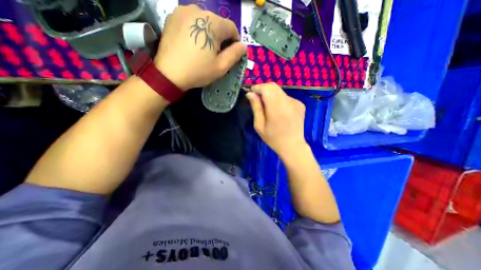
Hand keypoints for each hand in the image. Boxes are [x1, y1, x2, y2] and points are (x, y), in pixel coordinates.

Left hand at [154, 4, 245, 90]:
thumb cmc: (198, 71)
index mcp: (213, 23)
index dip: (235, 41)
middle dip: (221, 38)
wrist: (169, 73)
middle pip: (218, 23)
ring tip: (203, 49)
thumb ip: (235, 54)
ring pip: (205, 21)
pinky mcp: (173, 16)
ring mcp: (183, 11)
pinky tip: (192, 44)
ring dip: (209, 34)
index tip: (231, 54)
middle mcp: (199, 10)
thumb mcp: (221, 67)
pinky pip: (192, 21)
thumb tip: (244, 46)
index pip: (232, 28)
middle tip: (216, 54)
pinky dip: (197, 30)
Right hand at [246, 83, 305, 157]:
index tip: (252, 93)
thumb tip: (250, 94)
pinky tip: (279, 111)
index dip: (257, 88)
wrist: (293, 146)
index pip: (266, 88)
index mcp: (276, 108)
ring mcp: (296, 102)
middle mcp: (287, 102)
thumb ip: (256, 108)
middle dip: (263, 89)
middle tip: (258, 99)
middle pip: (273, 86)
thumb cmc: (273, 138)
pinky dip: (279, 99)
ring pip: (279, 91)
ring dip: (271, 94)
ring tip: (268, 107)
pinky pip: (286, 97)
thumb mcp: (259, 126)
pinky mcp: (300, 104)